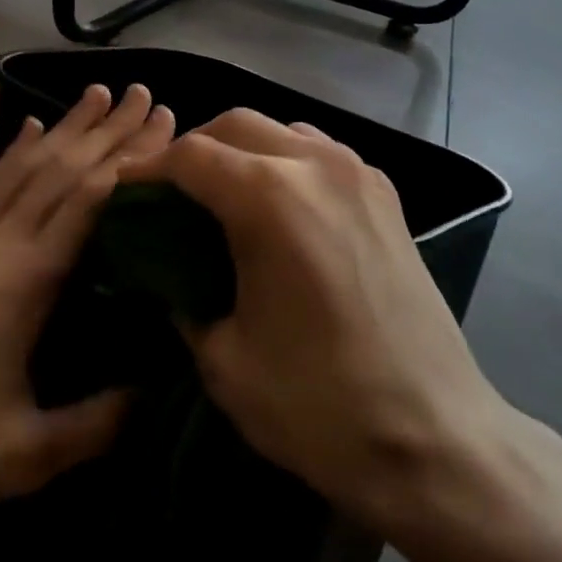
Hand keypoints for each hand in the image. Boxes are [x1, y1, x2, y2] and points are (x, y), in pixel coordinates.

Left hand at [0, 84, 174, 513]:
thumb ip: (97, 423)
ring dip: (66, 126)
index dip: (130, 159)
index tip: (163, 125)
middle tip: (145, 93)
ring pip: (25, 165)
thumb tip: (156, 389)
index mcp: (27, 277)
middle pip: (63, 168)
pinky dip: (13, 151)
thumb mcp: (26, 453)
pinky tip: (28, 128)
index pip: (89, 199)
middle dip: (108, 129)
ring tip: (97, 92)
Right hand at [119, 109, 507, 526]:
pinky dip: (285, 161)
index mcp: (270, 197)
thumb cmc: (319, 404)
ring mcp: (358, 173)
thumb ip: (184, 299)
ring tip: (223, 196)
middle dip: (194, 149)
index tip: (126, 193)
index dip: (149, 170)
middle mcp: (315, 164)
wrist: (435, 437)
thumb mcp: (225, 359)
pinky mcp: (386, 194)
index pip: (190, 155)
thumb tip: (169, 275)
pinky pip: (320, 151)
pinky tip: (280, 208)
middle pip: (235, 124)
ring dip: (242, 150)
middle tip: (171, 193)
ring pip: (281, 129)